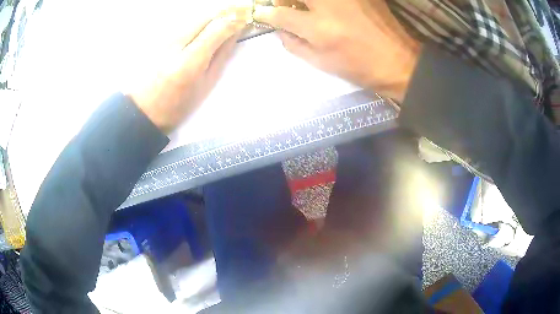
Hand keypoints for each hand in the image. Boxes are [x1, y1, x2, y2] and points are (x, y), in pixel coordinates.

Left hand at [128, 6, 251, 133]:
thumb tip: (235, 33)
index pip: (219, 26)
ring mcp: (165, 37)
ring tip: (223, 24)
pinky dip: (199, 23)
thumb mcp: (205, 84)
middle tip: (239, 16)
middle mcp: (177, 41)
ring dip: (213, 17)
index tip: (248, 18)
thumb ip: (221, 55)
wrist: (142, 109)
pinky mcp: (159, 37)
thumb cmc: (176, 104)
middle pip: (207, 15)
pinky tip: (203, 31)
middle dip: (226, 13)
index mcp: (190, 59)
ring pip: (196, 17)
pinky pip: (186, 22)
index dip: (237, 18)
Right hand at [254, 0, 420, 101]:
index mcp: (318, 28)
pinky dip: (327, 3)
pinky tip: (331, 9)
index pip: (279, 14)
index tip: (262, 13)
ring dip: (304, 1)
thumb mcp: (322, 63)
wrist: (400, 61)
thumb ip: (294, 45)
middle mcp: (329, 4)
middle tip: (286, 5)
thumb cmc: (359, 67)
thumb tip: (278, 29)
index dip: (266, 14)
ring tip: (308, 8)